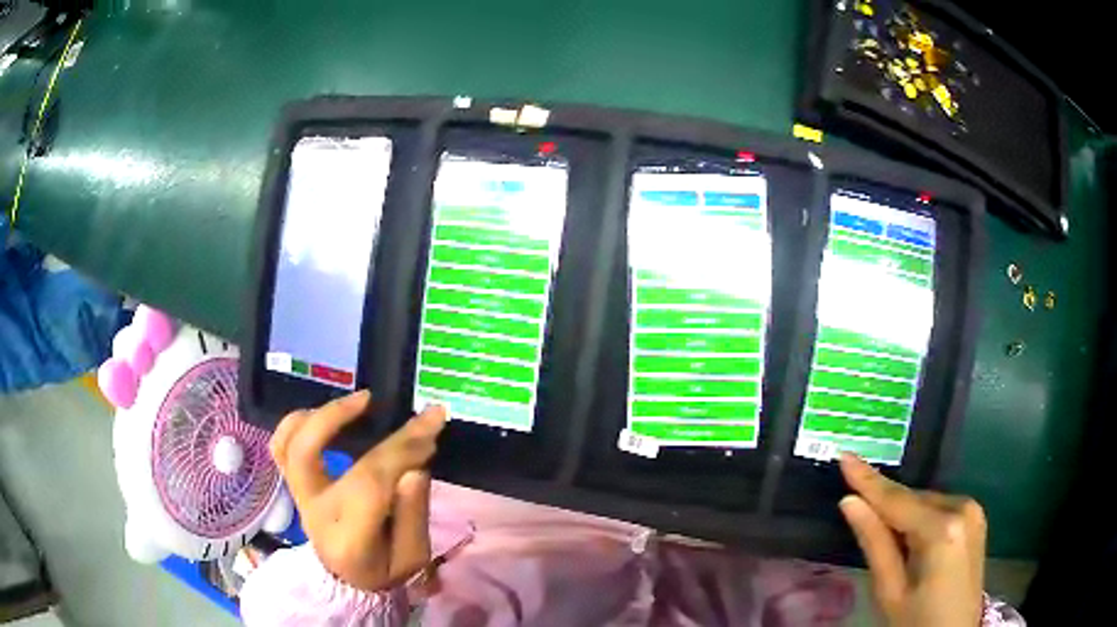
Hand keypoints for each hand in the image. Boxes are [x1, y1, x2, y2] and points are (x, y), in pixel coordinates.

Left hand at [268, 390, 447, 591]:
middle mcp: (314, 512)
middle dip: (344, 418)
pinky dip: (297, 423)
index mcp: (348, 537)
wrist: (350, 580)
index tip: (432, 422)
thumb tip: (414, 468)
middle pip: (313, 452)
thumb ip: (414, 515)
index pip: (368, 481)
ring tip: (353, 401)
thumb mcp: (413, 556)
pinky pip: (281, 447)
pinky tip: (325, 412)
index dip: (401, 448)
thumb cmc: (386, 569)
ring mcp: (300, 497)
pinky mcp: (296, 486)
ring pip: (287, 444)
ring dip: (315, 415)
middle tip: (378, 399)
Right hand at [838, 453, 985, 626]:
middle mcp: (963, 507)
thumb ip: (874, 543)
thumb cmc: (917, 622)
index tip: (844, 454)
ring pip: (925, 503)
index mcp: (942, 529)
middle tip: (856, 508)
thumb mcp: (890, 591)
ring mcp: (974, 511)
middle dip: (886, 505)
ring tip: (884, 536)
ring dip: (903, 513)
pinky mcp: (976, 519)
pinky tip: (910, 537)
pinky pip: (939, 509)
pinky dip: (920, 518)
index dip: (867, 479)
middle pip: (913, 500)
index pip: (897, 500)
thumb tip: (849, 502)